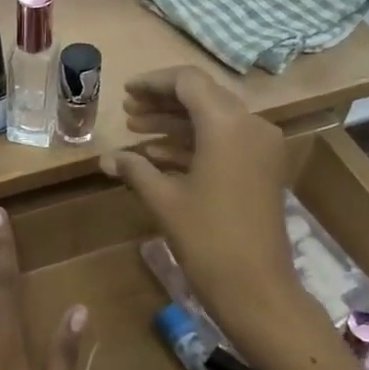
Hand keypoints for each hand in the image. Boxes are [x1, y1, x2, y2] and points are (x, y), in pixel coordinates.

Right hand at [99, 67, 302, 344]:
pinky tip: (157, 157)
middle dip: (163, 103)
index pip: (188, 82)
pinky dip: (193, 144)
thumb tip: (106, 159)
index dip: (154, 83)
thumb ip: (134, 169)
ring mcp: (260, 148)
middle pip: (202, 98)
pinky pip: (224, 143)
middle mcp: (250, 126)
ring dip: (175, 124)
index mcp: (227, 124)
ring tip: (135, 131)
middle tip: (127, 112)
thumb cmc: (207, 238)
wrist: (256, 287)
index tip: (125, 92)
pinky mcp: (261, 169)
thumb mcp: (164, 199)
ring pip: (213, 121)